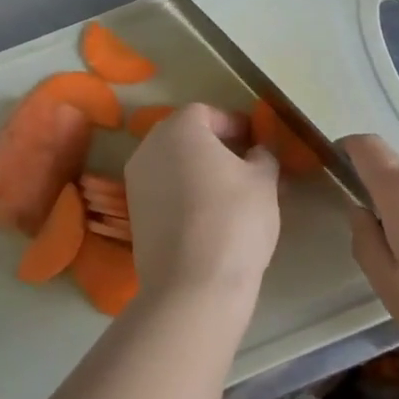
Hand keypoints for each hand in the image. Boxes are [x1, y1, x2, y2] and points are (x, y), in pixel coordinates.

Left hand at [125, 104, 280, 306]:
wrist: (193, 285)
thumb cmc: (233, 219)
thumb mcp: (263, 181)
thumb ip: (262, 156)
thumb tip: (257, 152)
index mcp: (179, 129)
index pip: (206, 112)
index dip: (233, 123)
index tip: (256, 140)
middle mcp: (149, 148)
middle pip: (185, 136)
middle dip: (215, 145)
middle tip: (245, 163)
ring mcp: (136, 183)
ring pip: (173, 164)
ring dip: (199, 170)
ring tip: (231, 192)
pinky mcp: (135, 215)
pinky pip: (164, 191)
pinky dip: (185, 193)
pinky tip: (209, 215)